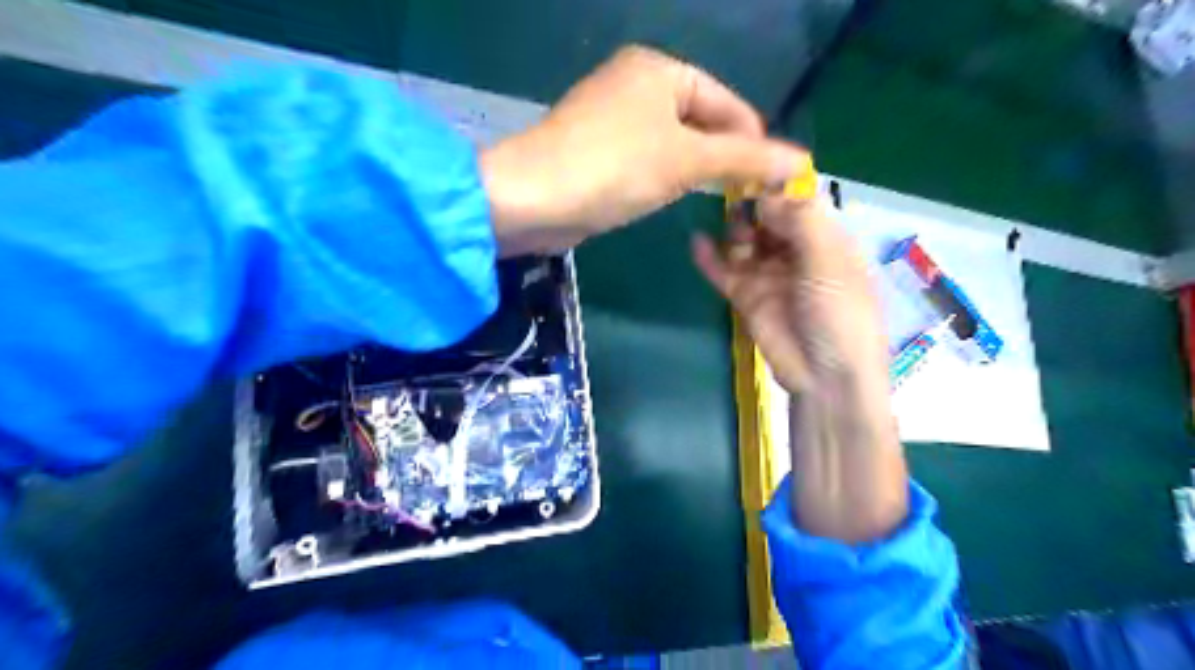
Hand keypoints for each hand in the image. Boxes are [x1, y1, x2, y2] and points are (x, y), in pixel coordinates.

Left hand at [478, 43, 807, 257]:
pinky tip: (674, 196)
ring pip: (673, 143)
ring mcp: (612, 118)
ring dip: (697, 169)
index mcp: (659, 69)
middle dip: (725, 157)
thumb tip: (801, 161)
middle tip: (749, 196)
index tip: (774, 180)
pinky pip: (646, 159)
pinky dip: (666, 176)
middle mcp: (635, 84)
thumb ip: (744, 159)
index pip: (726, 101)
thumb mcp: (686, 160)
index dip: (753, 139)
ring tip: (721, 199)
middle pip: (700, 121)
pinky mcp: (597, 150)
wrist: (533, 198)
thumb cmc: (614, 168)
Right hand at [692, 197, 904, 546]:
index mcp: (827, 239)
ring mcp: (769, 275)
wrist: (825, 376)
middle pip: (767, 219)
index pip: (799, 201)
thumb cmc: (839, 314)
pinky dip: (710, 258)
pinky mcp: (746, 297)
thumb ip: (800, 221)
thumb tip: (766, 192)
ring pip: (744, 242)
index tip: (749, 163)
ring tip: (722, 222)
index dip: (777, 184)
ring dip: (732, 229)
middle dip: (750, 205)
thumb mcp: (829, 261)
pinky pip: (724, 271)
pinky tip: (696, 242)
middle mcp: (797, 252)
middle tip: (727, 191)